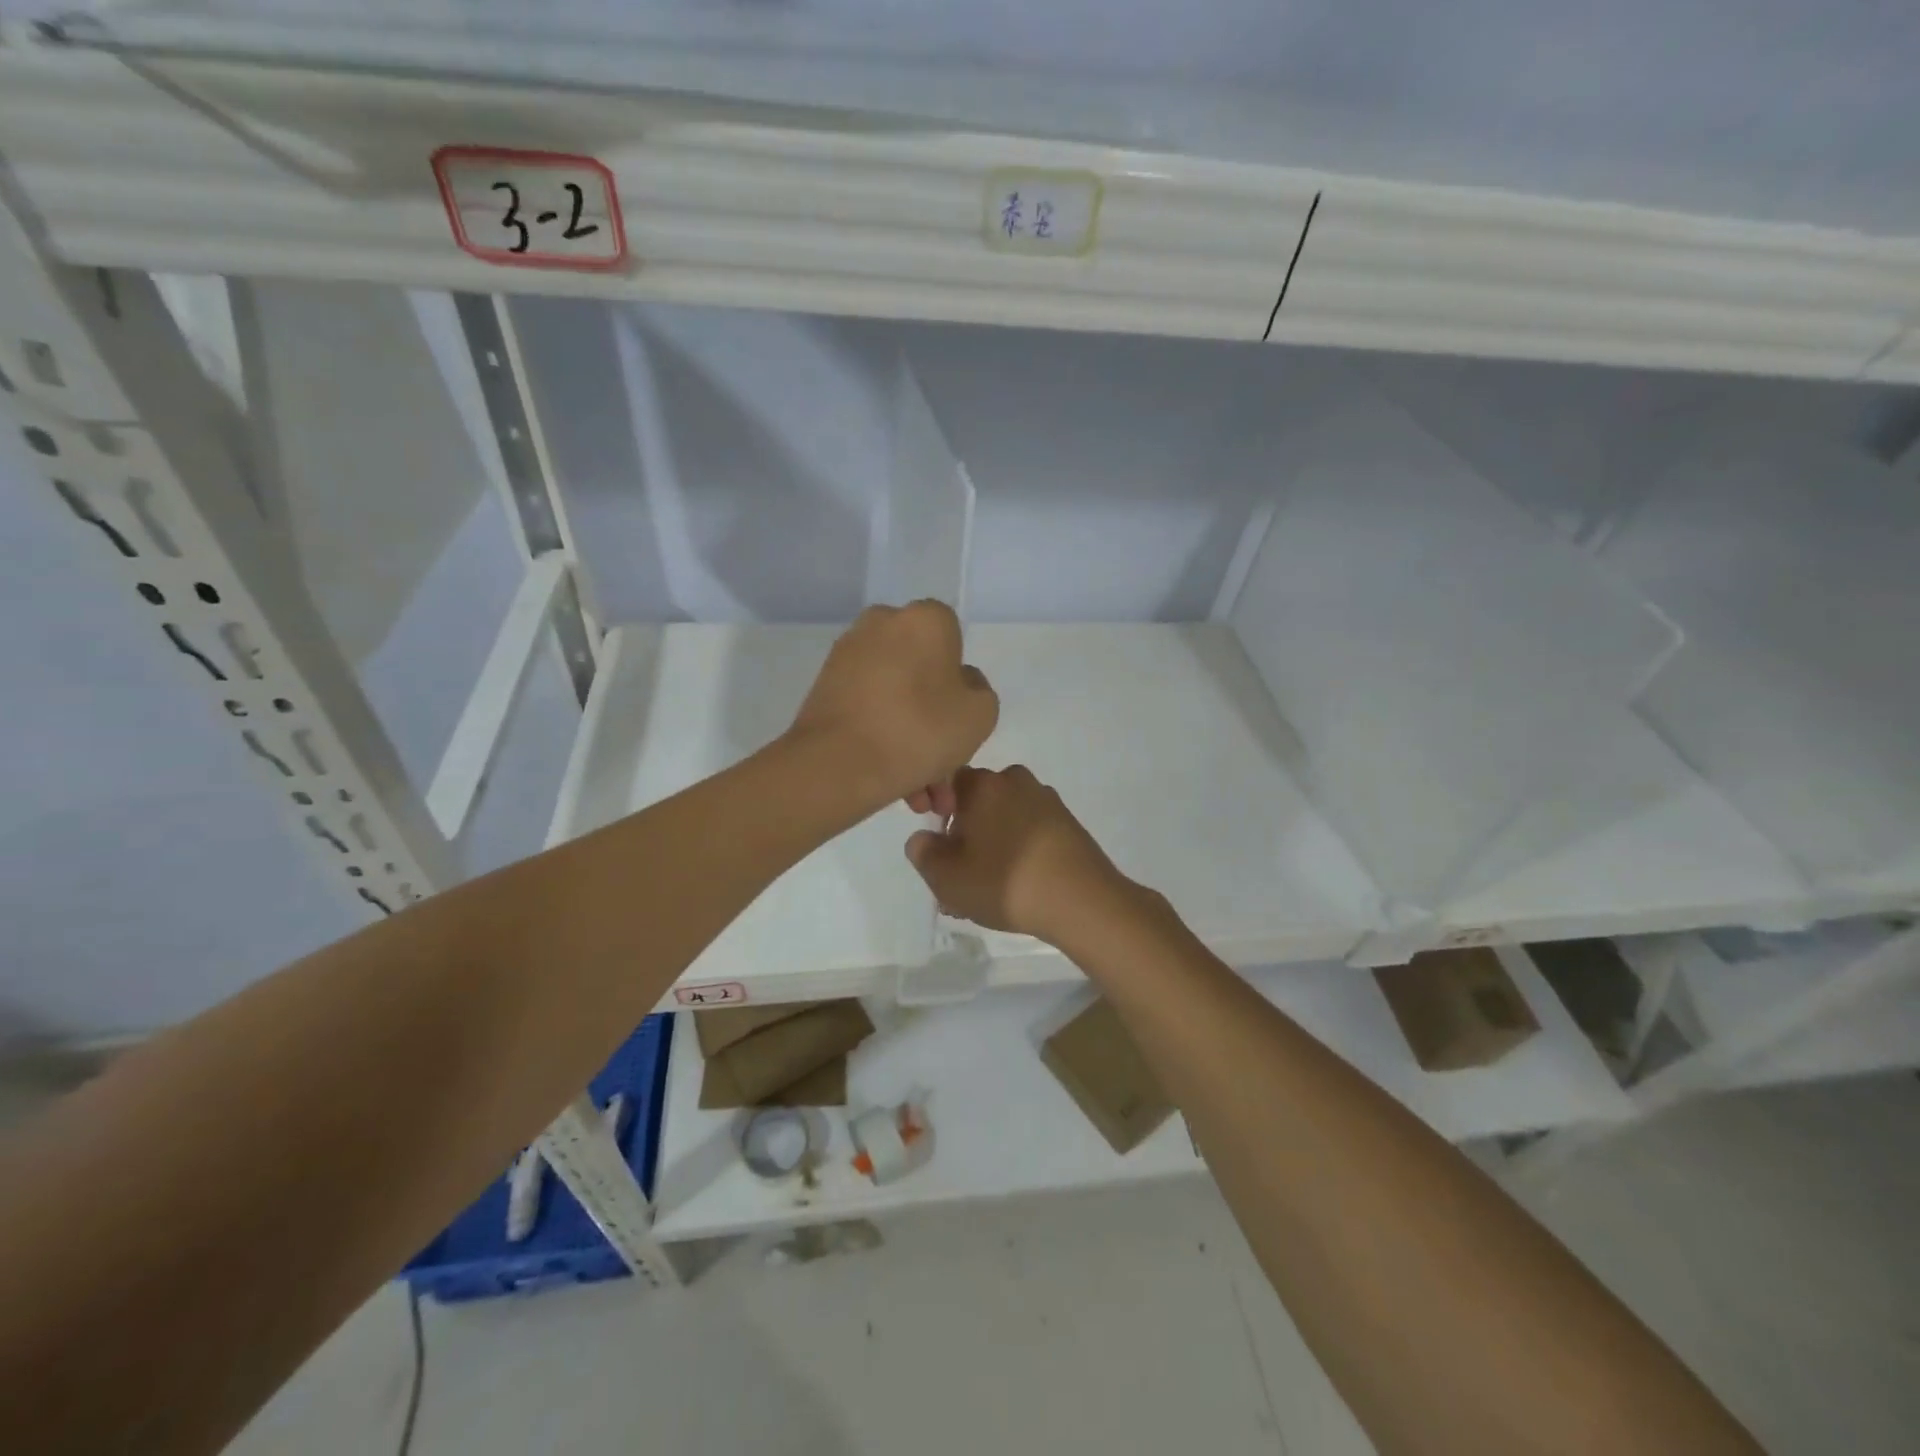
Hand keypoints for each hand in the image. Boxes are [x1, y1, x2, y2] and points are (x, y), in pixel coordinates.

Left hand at [787, 601, 998, 813]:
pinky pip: (868, 709)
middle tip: (942, 776)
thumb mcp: (980, 715)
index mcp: (926, 618)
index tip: (960, 722)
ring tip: (918, 796)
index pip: (955, 641)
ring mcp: (848, 655)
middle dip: (936, 725)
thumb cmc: (919, 730)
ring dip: (911, 742)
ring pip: (896, 698)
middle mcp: (883, 623)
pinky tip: (895, 784)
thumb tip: (957, 682)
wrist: (836, 764)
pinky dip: (883, 739)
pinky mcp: (824, 686)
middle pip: (922, 674)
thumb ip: (978, 690)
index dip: (960, 684)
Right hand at [903, 765, 1135, 944]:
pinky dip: (1019, 852)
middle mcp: (1015, 780)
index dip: (938, 814)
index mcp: (983, 784)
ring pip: (1005, 819)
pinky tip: (1019, 887)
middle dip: (966, 835)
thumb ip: (923, 854)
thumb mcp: (947, 878)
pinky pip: (1030, 832)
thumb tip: (922, 839)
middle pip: (978, 803)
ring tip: (989, 890)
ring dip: (993, 846)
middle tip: (960, 878)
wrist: (1081, 900)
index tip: (940, 848)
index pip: (948, 784)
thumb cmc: (1004, 882)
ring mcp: (1046, 800)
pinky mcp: (1068, 823)